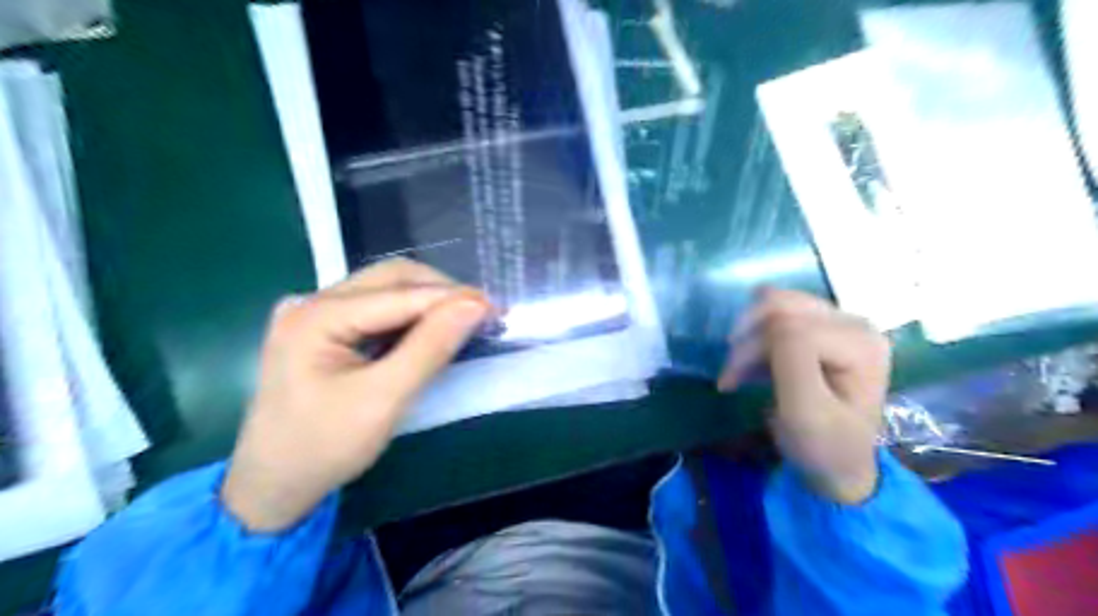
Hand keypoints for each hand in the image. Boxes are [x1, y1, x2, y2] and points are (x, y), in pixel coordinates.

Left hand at [222, 257, 488, 530]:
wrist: (273, 486)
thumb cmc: (326, 447)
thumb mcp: (384, 399)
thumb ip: (430, 347)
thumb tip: (475, 305)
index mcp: (317, 316)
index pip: (400, 293)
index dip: (451, 297)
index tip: (495, 308)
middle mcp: (311, 302)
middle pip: (390, 278)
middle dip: (440, 292)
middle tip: (480, 313)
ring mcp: (313, 313)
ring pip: (384, 289)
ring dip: (426, 301)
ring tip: (462, 320)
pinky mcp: (321, 329)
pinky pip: (374, 308)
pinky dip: (408, 315)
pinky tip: (429, 331)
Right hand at [723, 288, 890, 504]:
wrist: (837, 468)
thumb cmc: (823, 446)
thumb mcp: (805, 411)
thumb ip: (793, 361)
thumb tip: (772, 323)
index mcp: (860, 343)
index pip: (790, 326)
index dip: (753, 349)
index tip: (729, 384)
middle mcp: (855, 323)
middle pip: (783, 306)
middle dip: (747, 337)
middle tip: (730, 372)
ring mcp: (840, 324)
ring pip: (777, 305)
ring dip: (748, 336)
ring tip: (738, 370)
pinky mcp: (824, 329)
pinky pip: (778, 314)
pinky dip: (756, 337)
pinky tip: (751, 365)